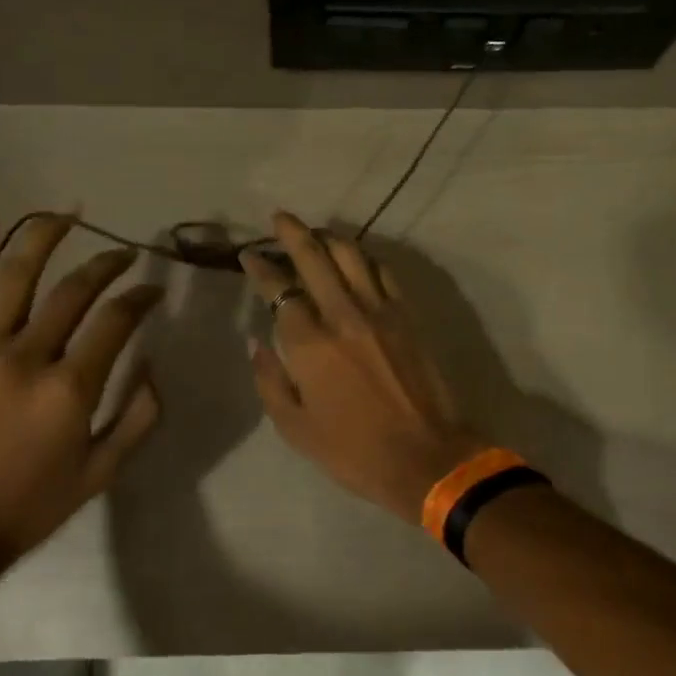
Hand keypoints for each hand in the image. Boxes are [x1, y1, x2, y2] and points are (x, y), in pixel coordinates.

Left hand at [0, 214, 162, 577]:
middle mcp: (26, 359)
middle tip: (123, 252)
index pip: (116, 321)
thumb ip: (139, 416)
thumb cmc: (32, 504)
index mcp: (69, 390)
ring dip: (42, 237)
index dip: (140, 297)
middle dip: (105, 263)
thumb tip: (153, 365)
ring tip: (66, 213)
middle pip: (72, 291)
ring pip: (13, 278)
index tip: (152, 288)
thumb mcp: (103, 471)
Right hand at [240, 212, 483, 523]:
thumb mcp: (295, 428)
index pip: (279, 290)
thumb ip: (270, 379)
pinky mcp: (407, 316)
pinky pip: (383, 273)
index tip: (249, 255)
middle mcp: (343, 315)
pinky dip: (365, 259)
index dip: (261, 268)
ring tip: (316, 232)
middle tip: (280, 218)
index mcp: (310, 344)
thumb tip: (256, 340)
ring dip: (330, 238)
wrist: (426, 458)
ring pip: (352, 256)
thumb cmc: (353, 451)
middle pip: (315, 258)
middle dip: (293, 233)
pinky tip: (357, 258)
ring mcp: (380, 311)